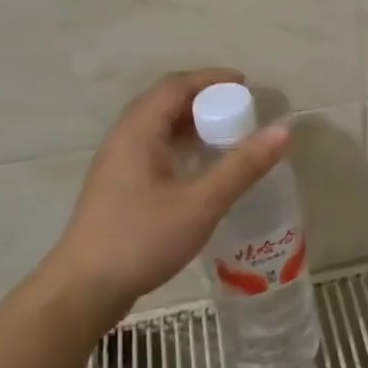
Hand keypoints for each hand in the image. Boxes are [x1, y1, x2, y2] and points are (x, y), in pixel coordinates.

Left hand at [45, 69, 289, 313]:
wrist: (84, 288)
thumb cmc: (142, 238)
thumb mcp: (201, 203)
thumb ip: (242, 166)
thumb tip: (283, 129)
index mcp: (138, 131)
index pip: (175, 86)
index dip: (211, 79)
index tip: (246, 85)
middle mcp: (123, 139)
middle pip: (164, 102)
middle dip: (204, 100)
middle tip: (240, 111)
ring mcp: (116, 164)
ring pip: (157, 128)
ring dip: (191, 124)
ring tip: (226, 136)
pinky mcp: (117, 188)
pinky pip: (152, 150)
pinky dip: (180, 147)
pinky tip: (200, 170)